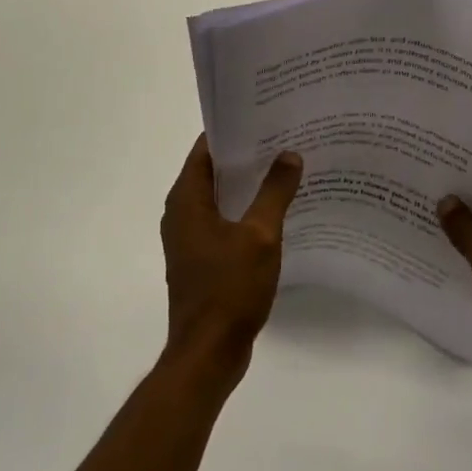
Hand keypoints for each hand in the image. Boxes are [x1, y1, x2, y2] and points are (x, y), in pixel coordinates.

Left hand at [159, 136, 303, 391]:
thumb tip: (289, 154)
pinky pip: (224, 221)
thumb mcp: (260, 235)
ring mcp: (190, 238)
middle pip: (214, 170)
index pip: (207, 148)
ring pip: (220, 197)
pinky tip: (276, 210)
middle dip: (246, 155)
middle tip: (284, 137)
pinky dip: (245, 210)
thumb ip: (275, 191)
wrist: (207, 354)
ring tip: (286, 167)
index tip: (265, 116)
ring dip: (248, 184)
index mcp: (187, 199)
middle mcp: (182, 212)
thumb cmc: (229, 289)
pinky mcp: (202, 258)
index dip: (234, 130)